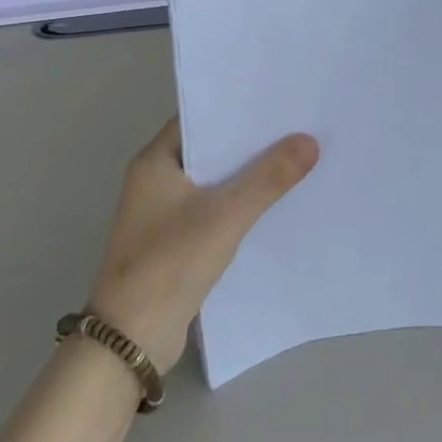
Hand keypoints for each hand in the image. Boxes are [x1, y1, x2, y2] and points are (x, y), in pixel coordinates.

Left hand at [87, 118, 318, 372]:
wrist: (131, 339)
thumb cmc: (170, 263)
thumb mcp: (225, 215)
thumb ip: (268, 178)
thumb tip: (309, 141)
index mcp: (154, 162)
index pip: (198, 119)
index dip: (236, 109)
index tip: (277, 101)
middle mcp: (155, 182)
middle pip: (209, 151)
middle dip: (249, 144)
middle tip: (297, 128)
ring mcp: (164, 215)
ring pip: (214, 184)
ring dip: (247, 177)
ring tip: (296, 160)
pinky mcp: (176, 243)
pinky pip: (214, 212)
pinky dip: (240, 207)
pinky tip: (275, 206)